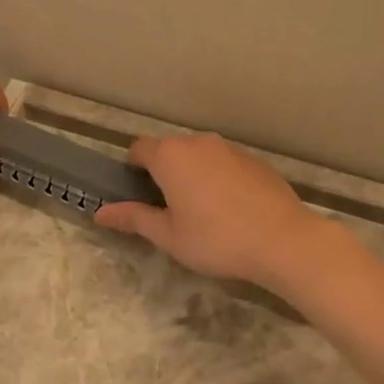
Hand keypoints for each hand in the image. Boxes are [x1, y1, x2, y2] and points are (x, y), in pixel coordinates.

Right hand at [95, 133, 340, 288]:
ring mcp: (230, 149)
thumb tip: (100, 213)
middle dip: (163, 173)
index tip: (136, 194)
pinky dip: (218, 179)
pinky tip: (230, 210)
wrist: (282, 240)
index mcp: (171, 156)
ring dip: (192, 175)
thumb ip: (134, 218)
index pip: (139, 149)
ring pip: (200, 156)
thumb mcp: (168, 235)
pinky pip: (225, 164)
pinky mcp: (256, 161)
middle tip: (167, 209)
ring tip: (200, 212)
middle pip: (170, 150)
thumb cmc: (216, 239)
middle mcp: (199, 143)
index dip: (132, 168)